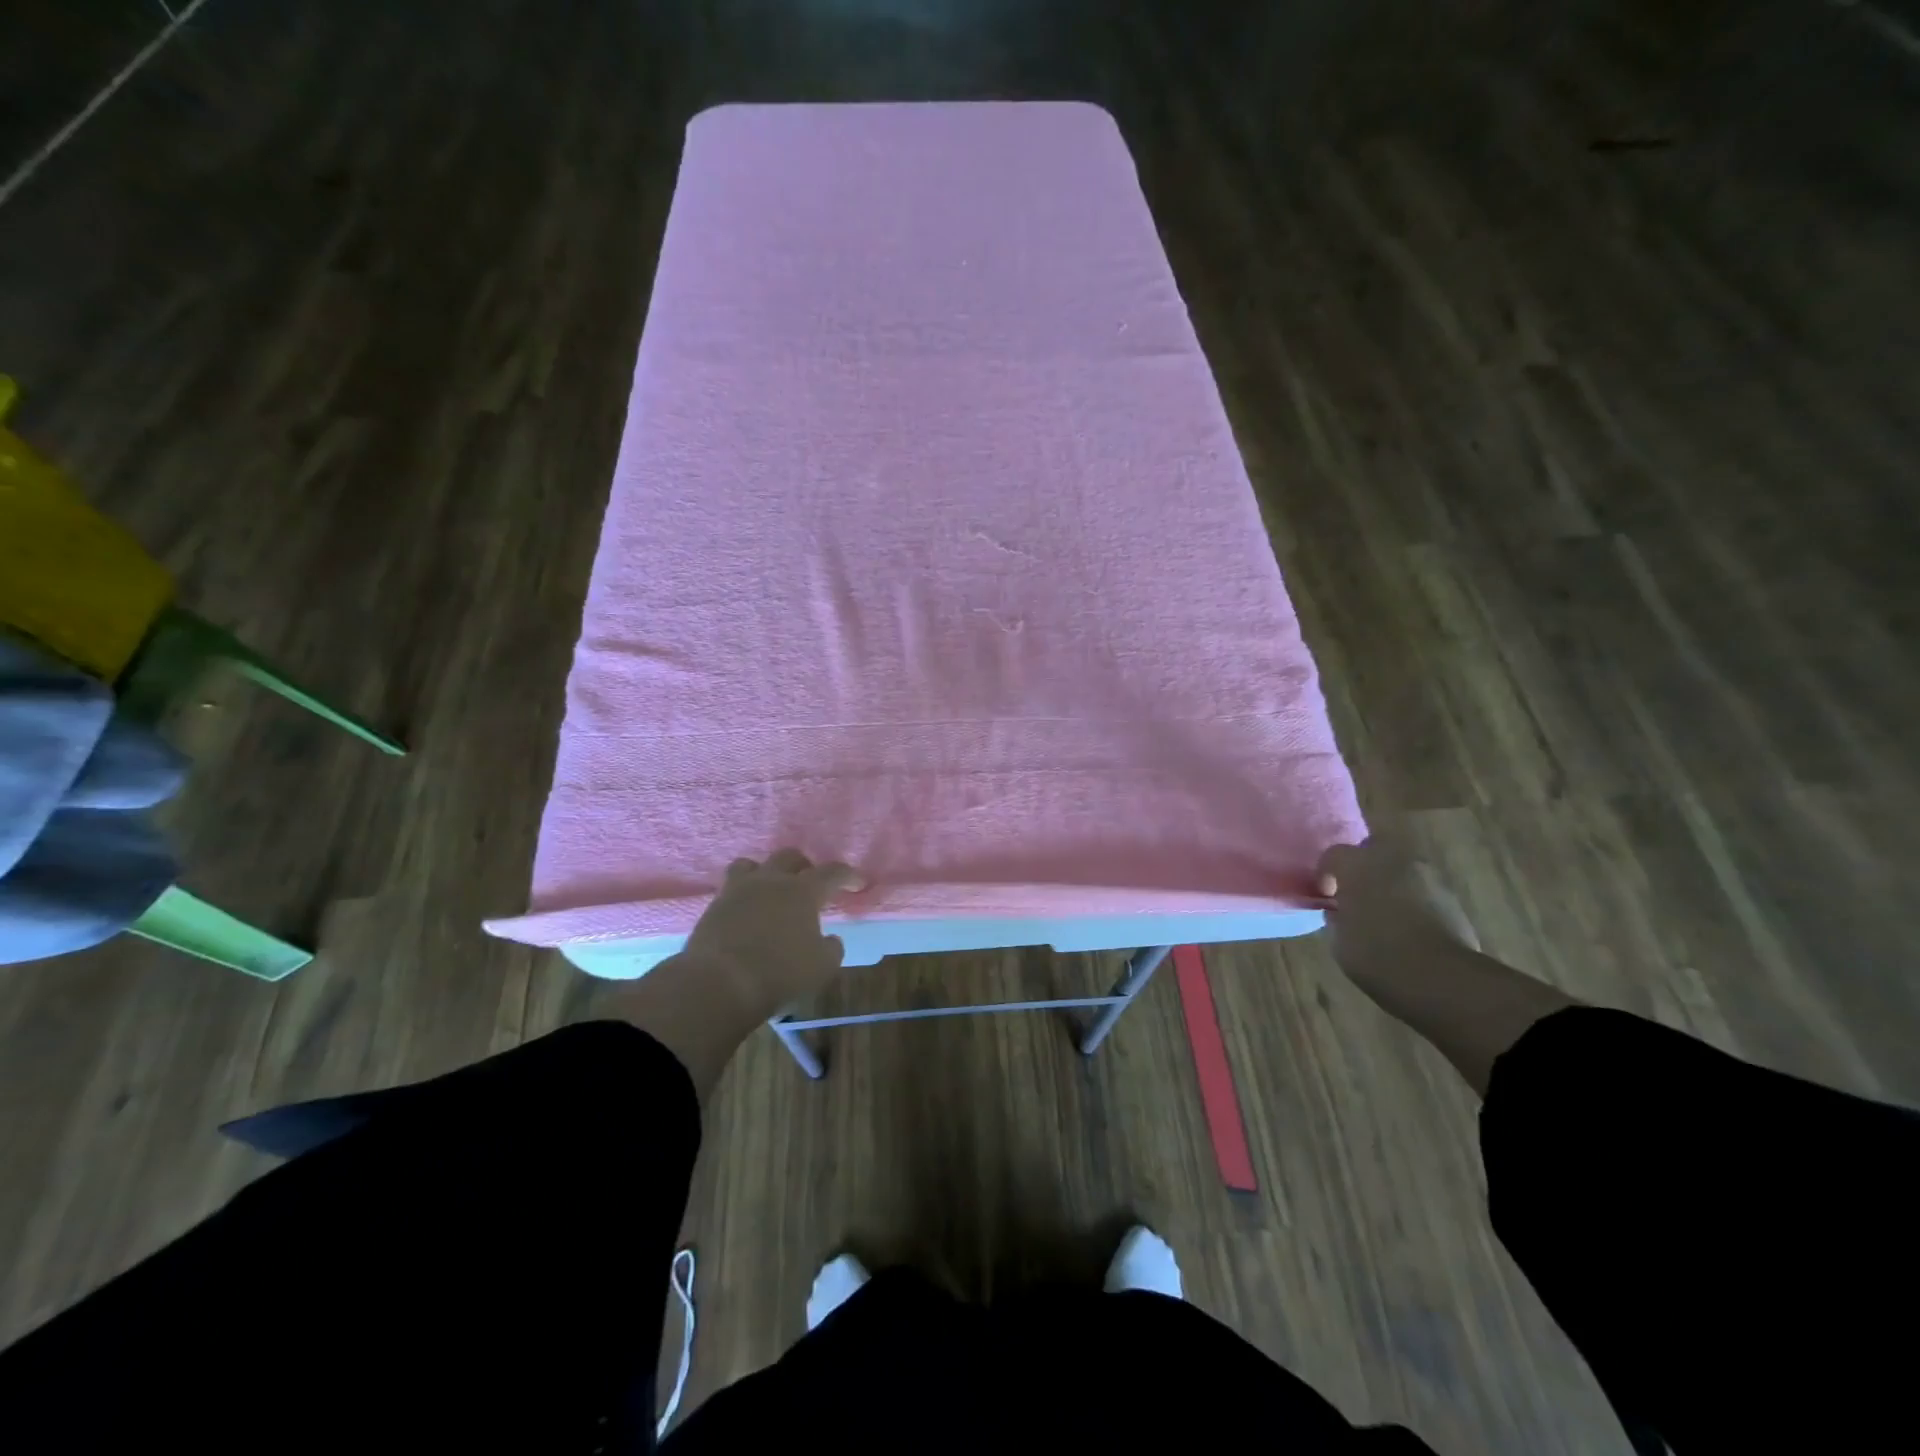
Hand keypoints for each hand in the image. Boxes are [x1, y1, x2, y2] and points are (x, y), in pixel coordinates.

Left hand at [679, 849, 858, 1013]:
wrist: (718, 984)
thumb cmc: (779, 973)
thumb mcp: (821, 967)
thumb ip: (831, 948)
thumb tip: (830, 939)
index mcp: (803, 891)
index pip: (832, 872)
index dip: (848, 876)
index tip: (858, 883)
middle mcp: (770, 881)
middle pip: (790, 857)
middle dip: (804, 866)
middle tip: (811, 883)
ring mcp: (738, 890)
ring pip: (753, 865)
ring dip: (766, 873)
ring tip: (771, 890)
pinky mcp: (713, 907)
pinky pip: (731, 889)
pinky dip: (743, 896)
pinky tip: (747, 913)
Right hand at [1316, 836, 1479, 991]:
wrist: (1440, 977)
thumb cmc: (1376, 954)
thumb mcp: (1339, 938)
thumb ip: (1338, 915)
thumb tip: (1342, 911)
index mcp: (1357, 864)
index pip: (1333, 855)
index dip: (1326, 874)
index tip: (1326, 896)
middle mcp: (1392, 858)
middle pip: (1372, 849)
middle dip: (1363, 867)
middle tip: (1356, 893)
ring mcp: (1426, 875)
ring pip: (1400, 867)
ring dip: (1390, 882)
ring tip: (1385, 910)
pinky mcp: (1452, 896)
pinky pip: (1422, 889)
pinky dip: (1413, 899)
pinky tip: (1409, 924)